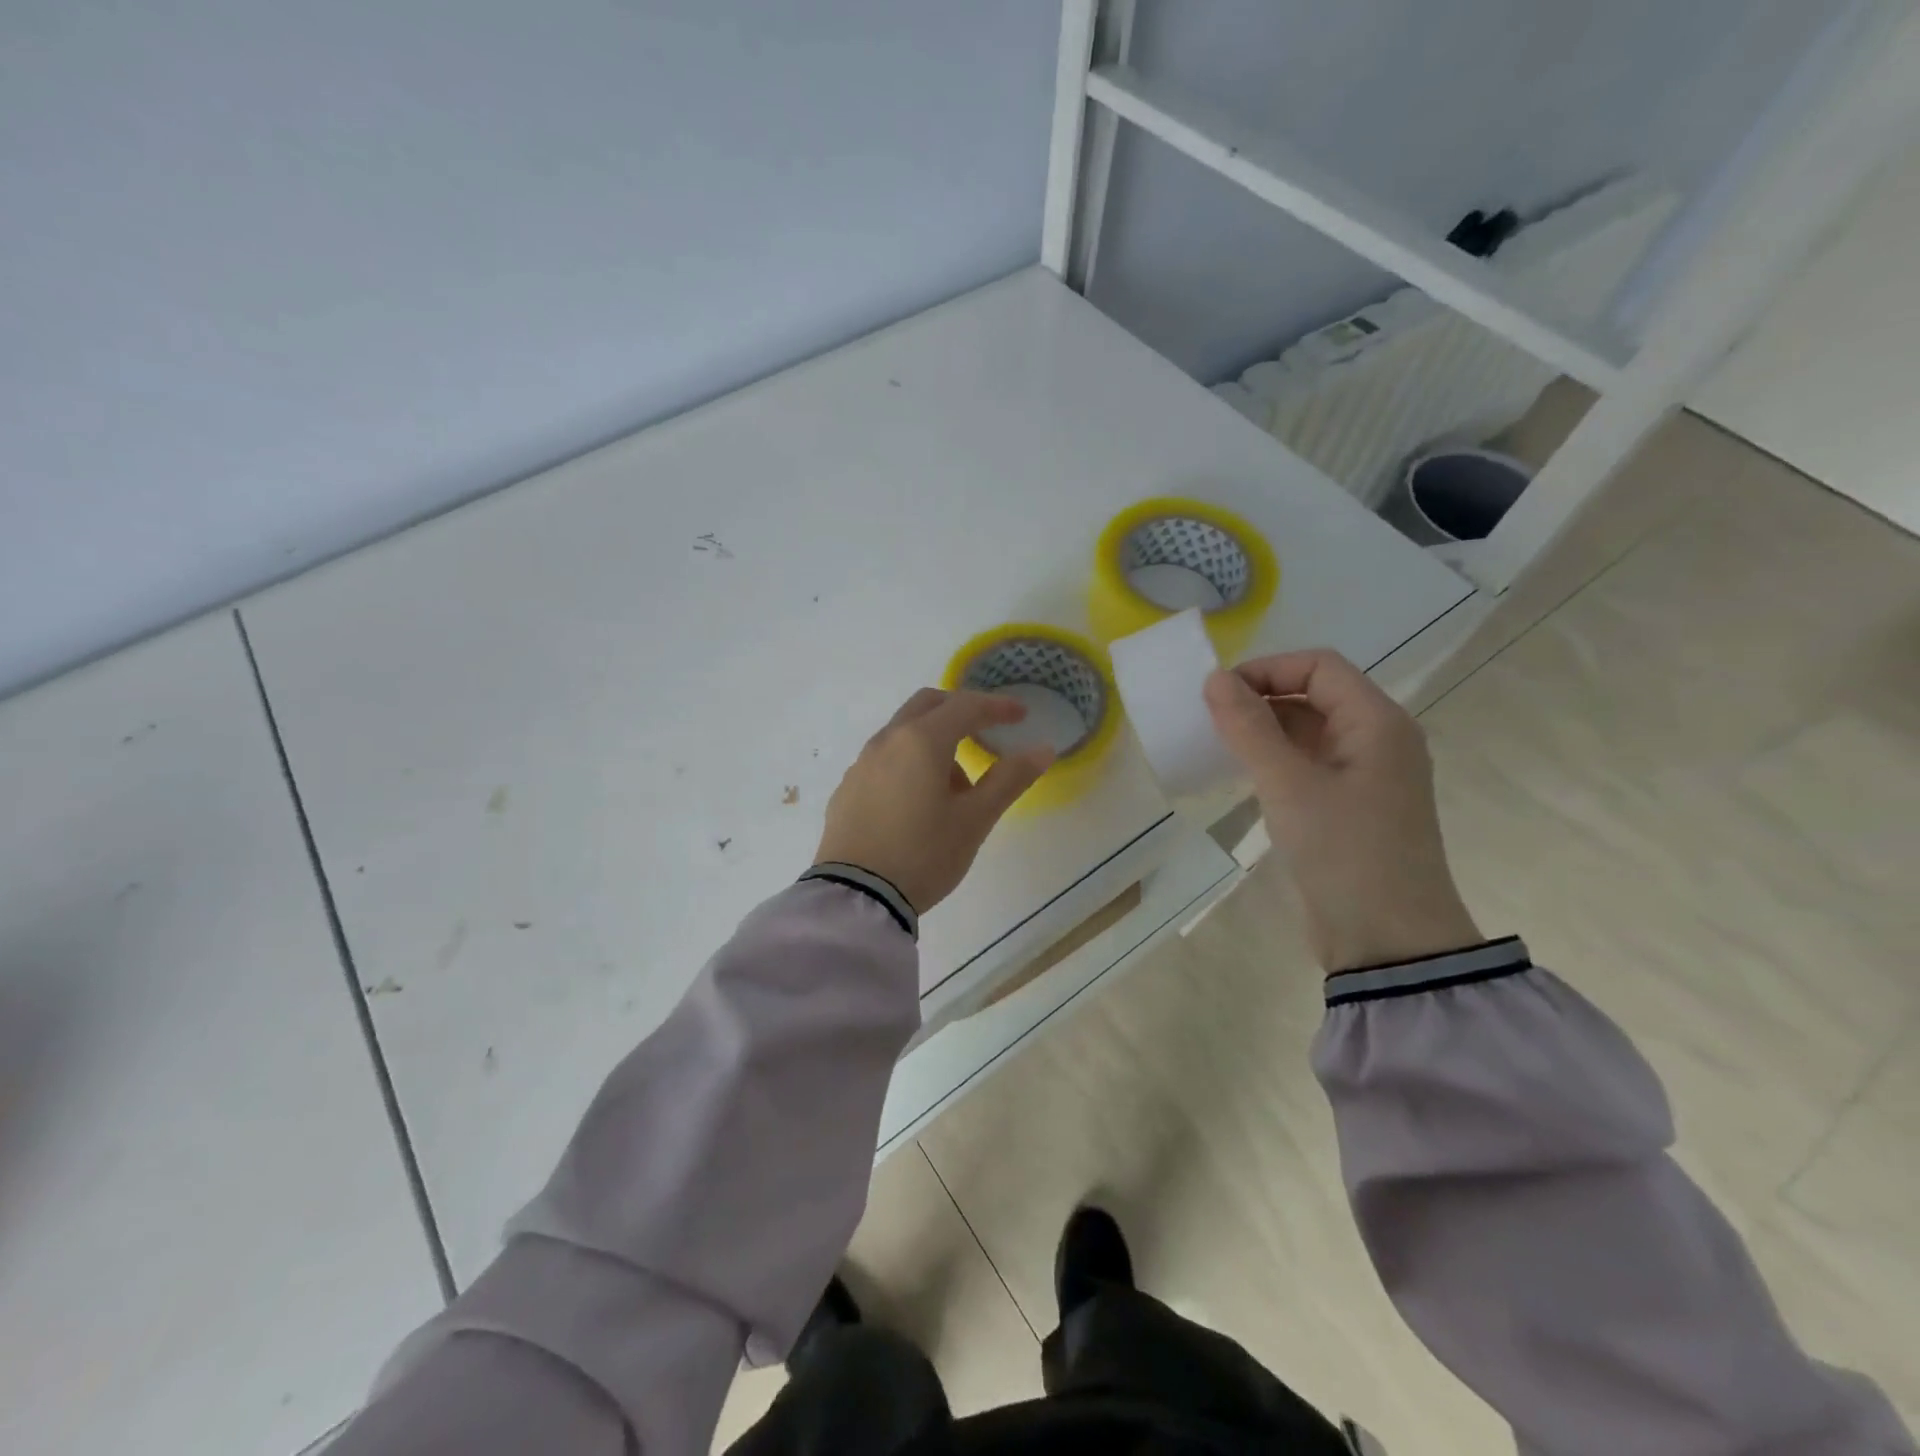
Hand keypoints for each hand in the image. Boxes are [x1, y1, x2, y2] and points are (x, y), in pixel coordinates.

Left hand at [815, 689, 1054, 913]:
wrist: (855, 897)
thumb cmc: (923, 855)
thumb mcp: (974, 820)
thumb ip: (1009, 779)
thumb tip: (1042, 749)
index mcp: (921, 740)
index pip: (965, 706)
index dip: (997, 707)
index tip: (1021, 715)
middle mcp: (887, 741)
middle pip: (928, 705)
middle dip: (960, 711)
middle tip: (985, 731)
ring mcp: (862, 764)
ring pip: (904, 733)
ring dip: (935, 741)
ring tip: (956, 789)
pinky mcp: (847, 789)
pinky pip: (885, 759)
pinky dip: (910, 763)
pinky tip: (918, 804)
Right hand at [1204, 650, 1479, 972]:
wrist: (1388, 941)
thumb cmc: (1344, 851)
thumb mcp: (1289, 785)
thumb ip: (1249, 727)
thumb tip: (1214, 679)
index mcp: (1377, 722)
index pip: (1319, 666)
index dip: (1267, 669)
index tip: (1217, 694)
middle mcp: (1377, 739)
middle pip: (1315, 694)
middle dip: (1261, 698)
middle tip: (1210, 720)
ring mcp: (1366, 775)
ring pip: (1309, 731)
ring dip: (1264, 730)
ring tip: (1218, 745)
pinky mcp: (1351, 807)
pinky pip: (1308, 764)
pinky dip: (1274, 760)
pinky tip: (1242, 776)